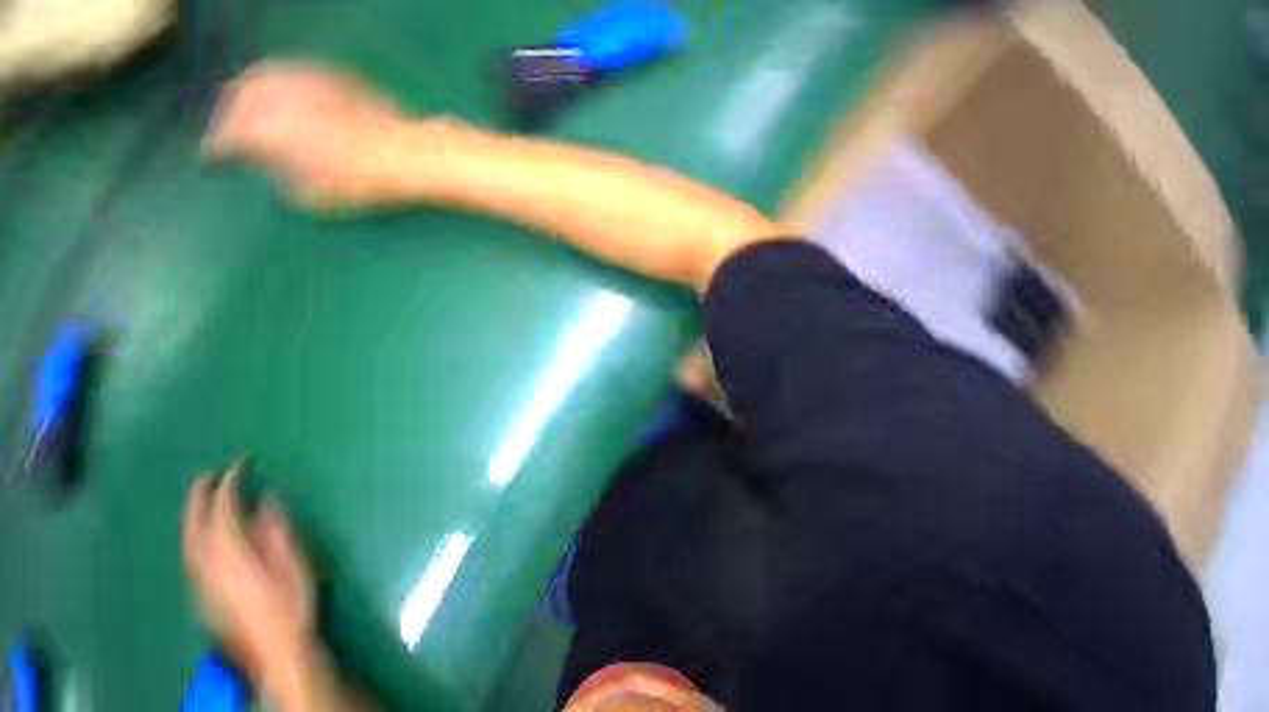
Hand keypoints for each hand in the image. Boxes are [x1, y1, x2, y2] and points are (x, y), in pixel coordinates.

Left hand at [183, 461, 315, 683]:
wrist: (274, 652)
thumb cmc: (291, 607)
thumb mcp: (295, 567)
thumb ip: (278, 534)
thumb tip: (268, 501)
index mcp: (235, 557)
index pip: (225, 512)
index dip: (230, 485)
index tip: (239, 465)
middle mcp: (210, 567)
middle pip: (195, 527)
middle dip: (199, 498)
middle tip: (208, 476)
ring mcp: (202, 582)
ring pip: (187, 542)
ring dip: (191, 516)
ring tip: (201, 498)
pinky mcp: (202, 594)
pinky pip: (190, 556)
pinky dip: (192, 536)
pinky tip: (200, 534)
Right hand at [204, 62, 421, 209]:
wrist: (407, 153)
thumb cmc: (361, 182)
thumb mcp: (315, 197)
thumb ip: (282, 181)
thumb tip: (273, 171)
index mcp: (262, 128)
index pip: (225, 136)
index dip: (216, 150)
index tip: (212, 160)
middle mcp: (273, 94)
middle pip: (236, 99)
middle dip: (228, 116)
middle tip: (229, 134)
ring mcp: (302, 78)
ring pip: (260, 78)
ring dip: (249, 94)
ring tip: (249, 111)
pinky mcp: (328, 72)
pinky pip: (291, 72)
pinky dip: (278, 83)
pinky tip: (285, 95)